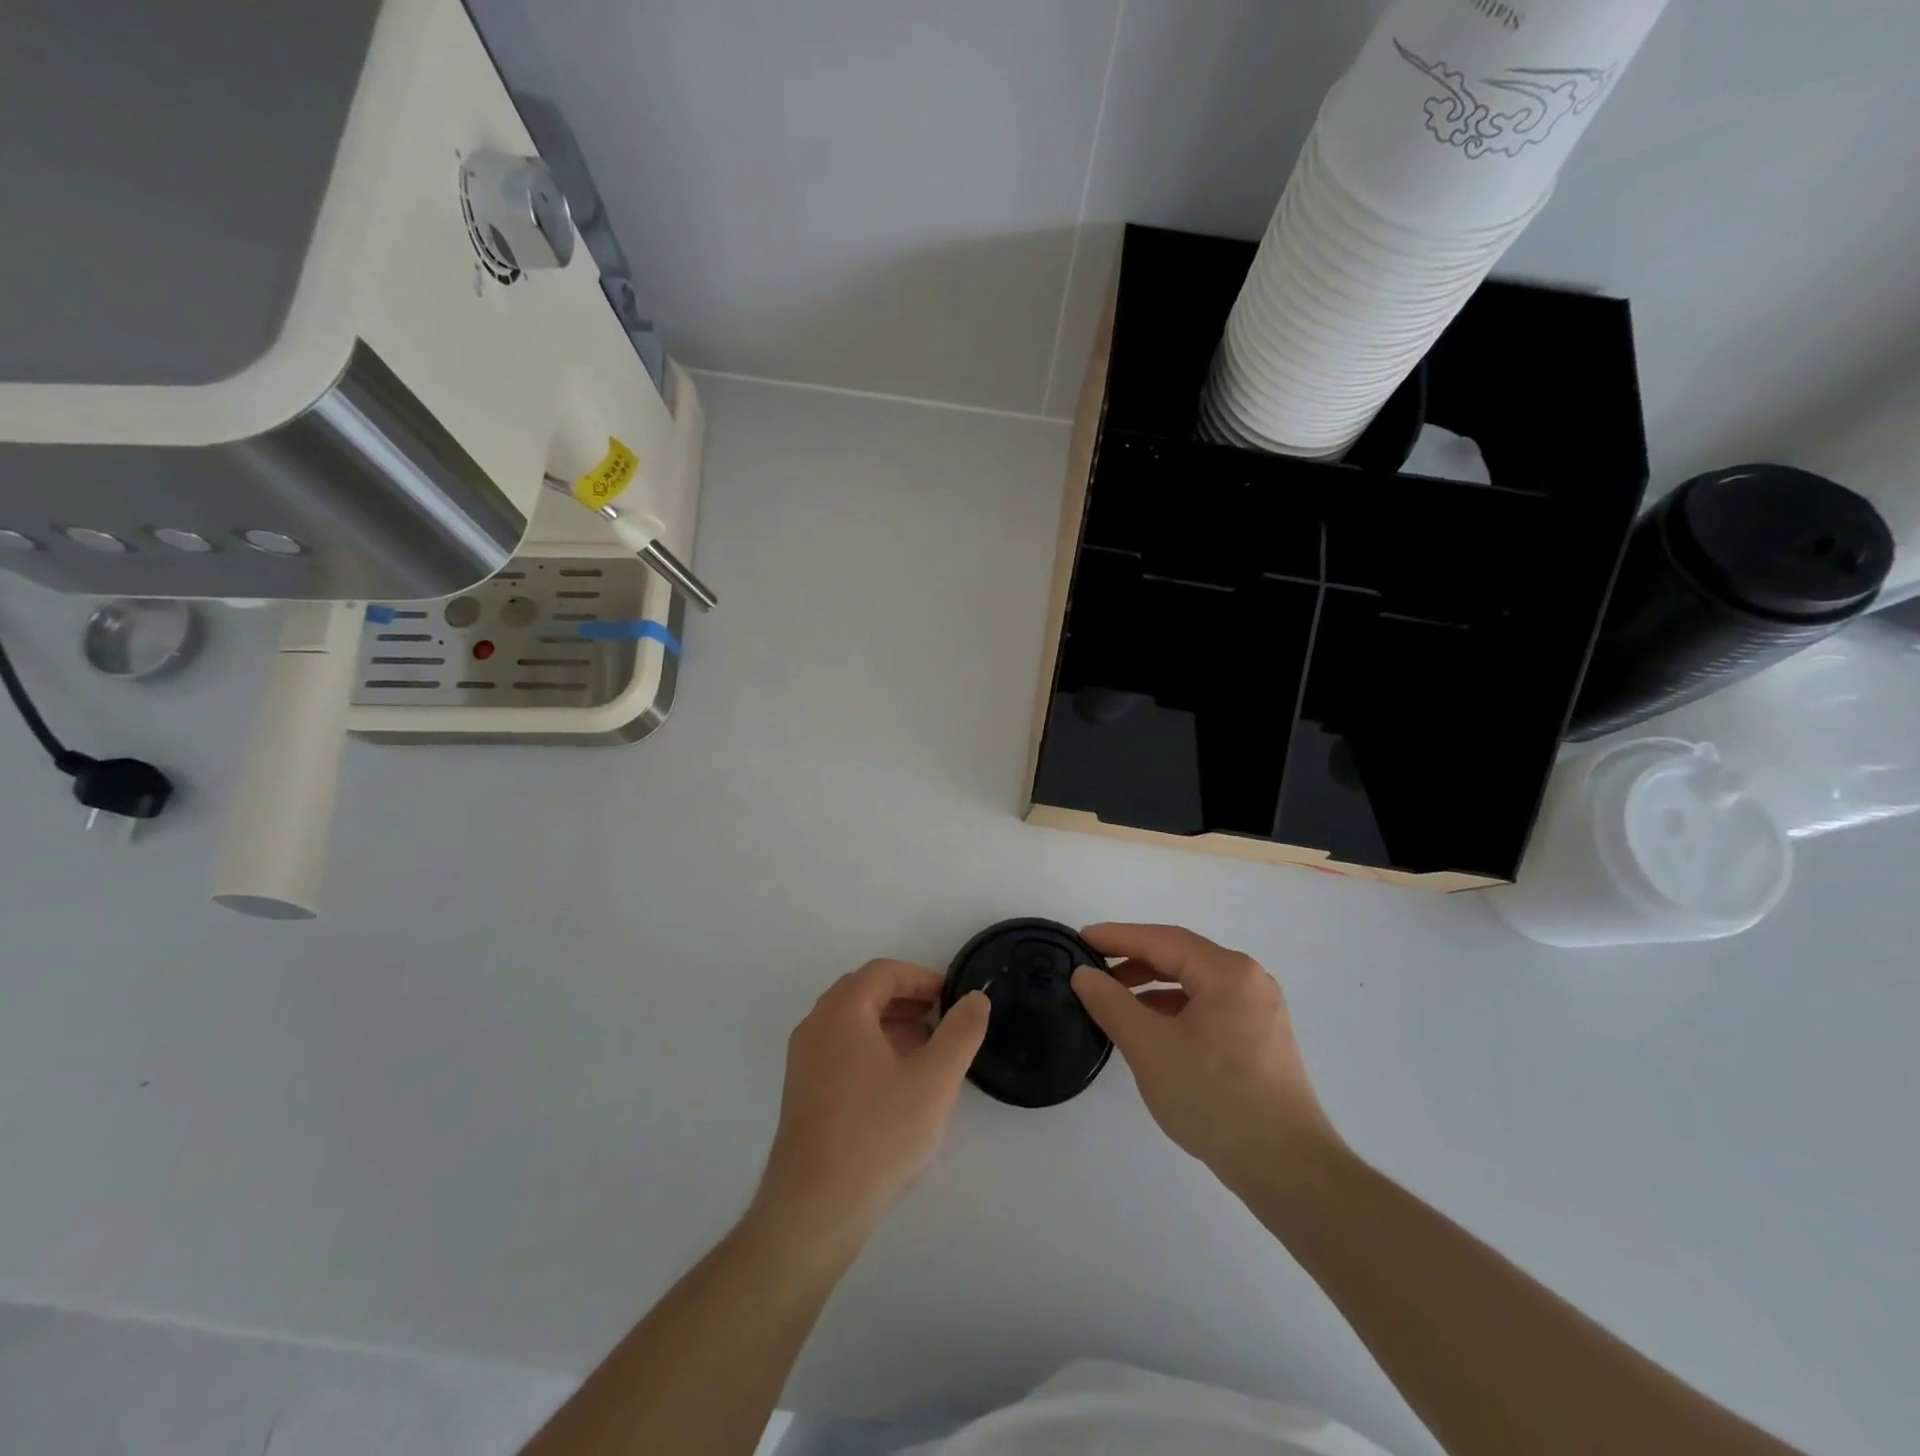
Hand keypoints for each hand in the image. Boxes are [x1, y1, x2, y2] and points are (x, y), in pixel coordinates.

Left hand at [753, 961, 990, 1246]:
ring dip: (889, 1025)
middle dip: (905, 1000)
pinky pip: (839, 1049)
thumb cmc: (878, 1134)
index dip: (921, 978)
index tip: (951, 999)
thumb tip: (976, 998)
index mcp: (842, 1011)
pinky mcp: (800, 1092)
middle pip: (863, 992)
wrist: (814, 1208)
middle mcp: (815, 1026)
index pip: (883, 972)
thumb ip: (961, 1032)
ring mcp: (802, 1060)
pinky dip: (870, 1048)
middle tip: (940, 1021)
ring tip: (925, 1053)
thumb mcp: (934, 1080)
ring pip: (850, 1023)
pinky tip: (895, 1085)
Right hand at [1071, 924, 1338, 1193]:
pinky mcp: (1261, 1038)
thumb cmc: (1214, 1099)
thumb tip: (1083, 974)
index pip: (1161, 940)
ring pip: (1194, 983)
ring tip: (1114, 998)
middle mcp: (1249, 980)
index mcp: (1227, 972)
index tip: (1080, 938)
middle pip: (1180, 956)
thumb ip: (1111, 1003)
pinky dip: (1175, 1008)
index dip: (1117, 937)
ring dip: (1152, 986)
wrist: (1287, 1169)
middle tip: (1092, 968)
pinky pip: (1209, 1006)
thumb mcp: (1150, 1047)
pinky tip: (1151, 1027)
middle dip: (1133, 960)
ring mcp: (1259, 1010)